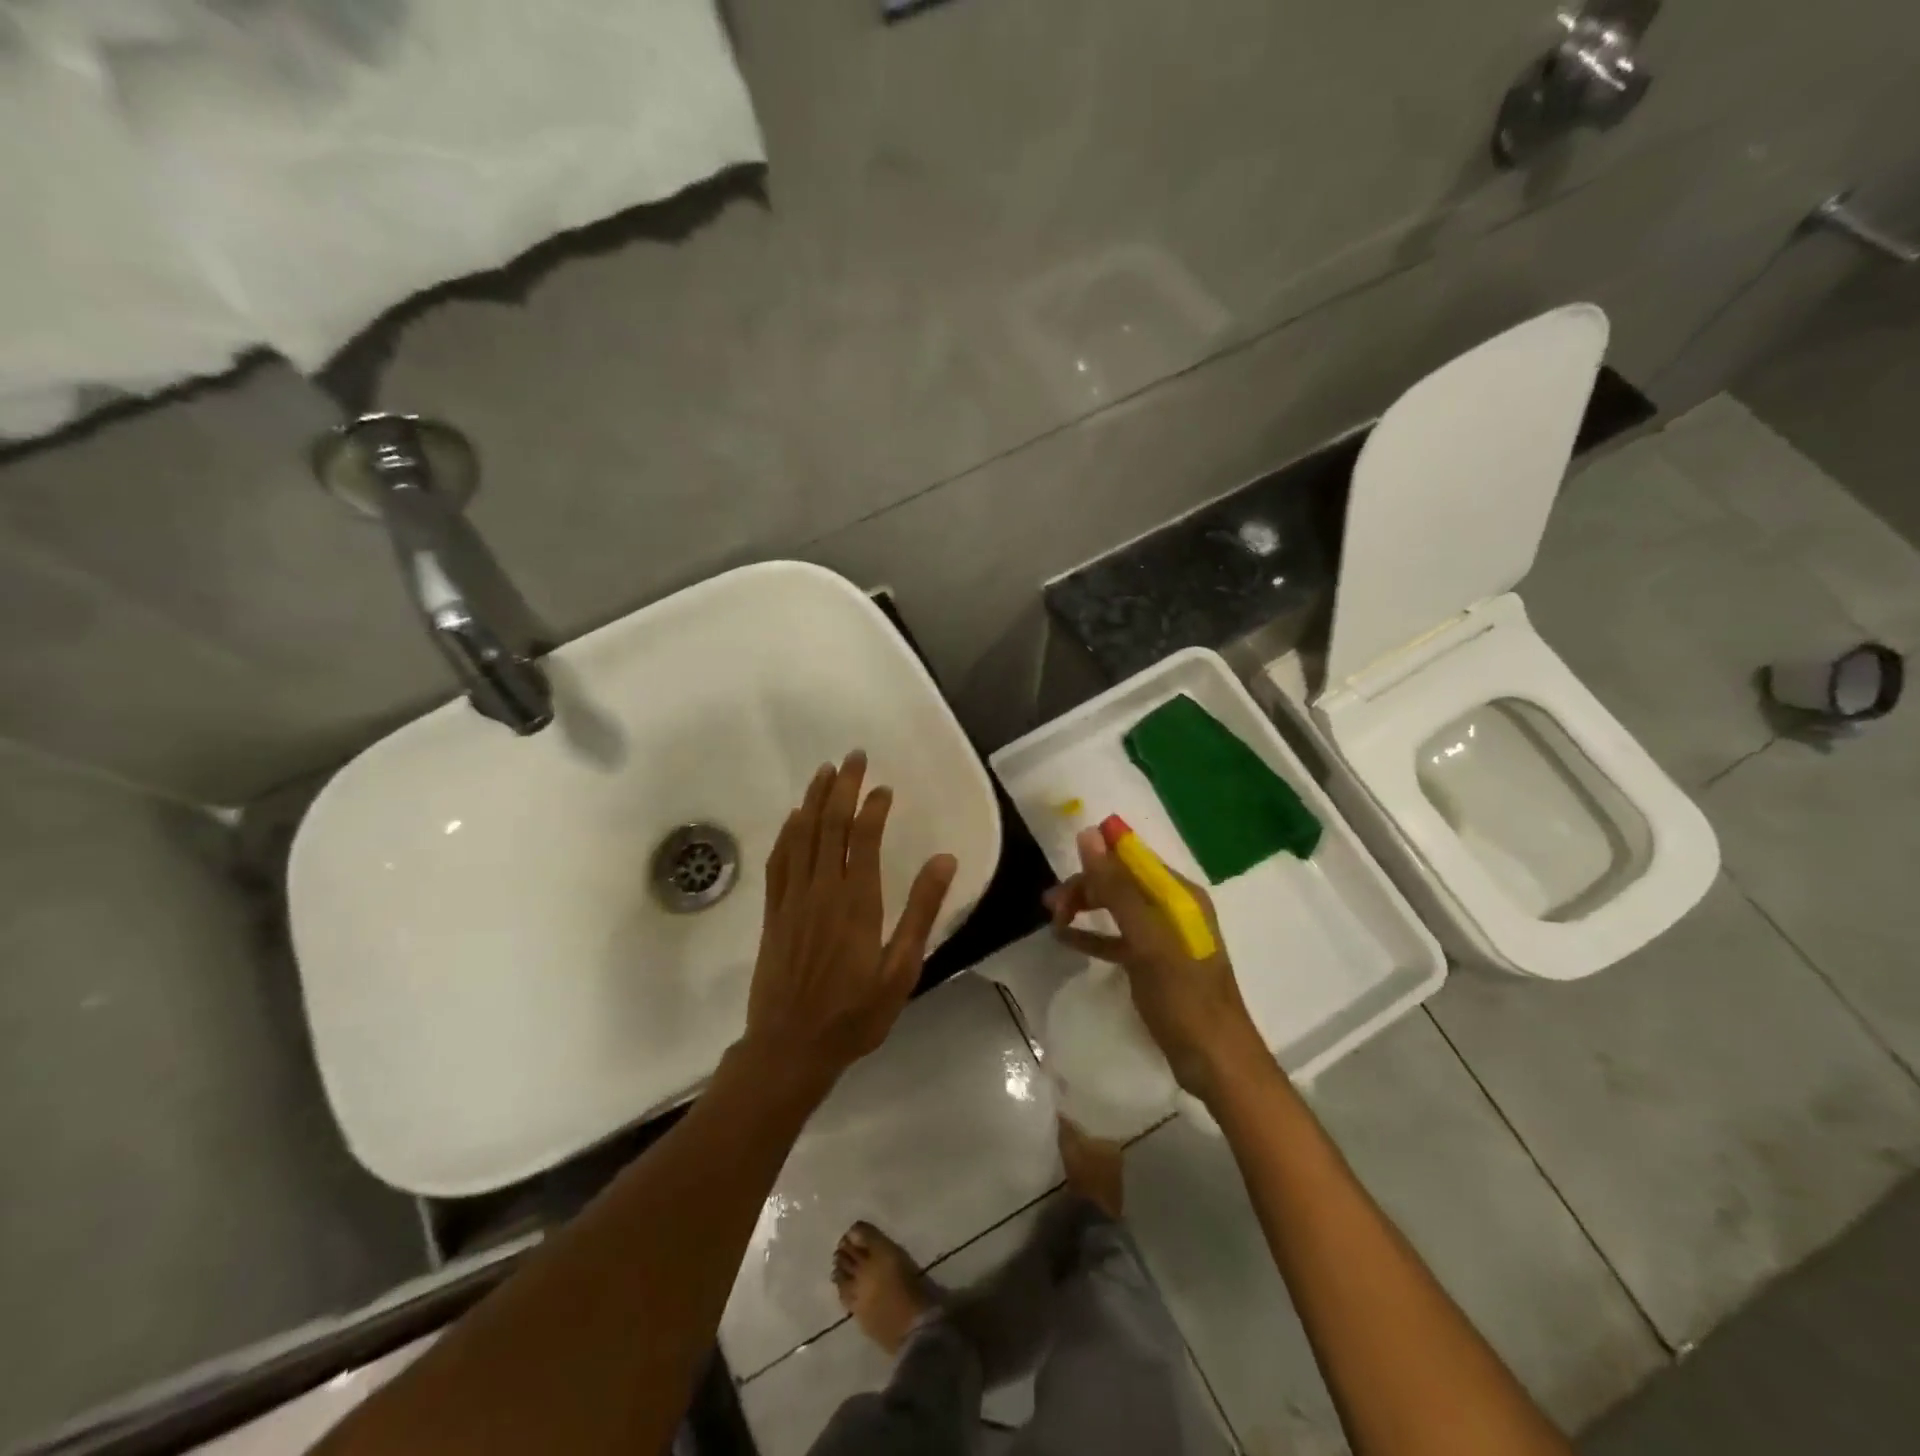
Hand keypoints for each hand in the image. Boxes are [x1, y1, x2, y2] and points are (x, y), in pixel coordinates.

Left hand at [741, 751, 957, 1099]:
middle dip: (843, 788)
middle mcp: (822, 891)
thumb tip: (944, 860)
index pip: (865, 838)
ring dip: (814, 800)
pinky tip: (794, 818)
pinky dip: (787, 833)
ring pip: (802, 836)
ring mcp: (792, 900)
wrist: (790, 1048)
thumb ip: (921, 912)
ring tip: (825, 771)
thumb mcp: (901, 970)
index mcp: (857, 903)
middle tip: (854, 757)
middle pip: (830, 826)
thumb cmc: (855, 1013)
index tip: (884, 787)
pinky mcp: (773, 912)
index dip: (873, 807)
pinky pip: (779, 862)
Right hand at [1045, 827, 1268, 1104]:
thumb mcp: (1147, 939)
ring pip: (1116, 908)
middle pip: (1121, 881)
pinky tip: (1065, 940)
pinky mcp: (1154, 964)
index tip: (1061, 866)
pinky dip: (1093, 935)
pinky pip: (1117, 938)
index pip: (1132, 857)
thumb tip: (1088, 834)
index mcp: (1179, 894)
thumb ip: (1117, 887)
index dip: (1097, 856)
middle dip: (1086, 886)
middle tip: (1051, 907)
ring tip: (1052, 919)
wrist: (1215, 1061)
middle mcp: (1173, 907)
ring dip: (1085, 908)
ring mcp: (1163, 937)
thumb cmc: (1183, 996)